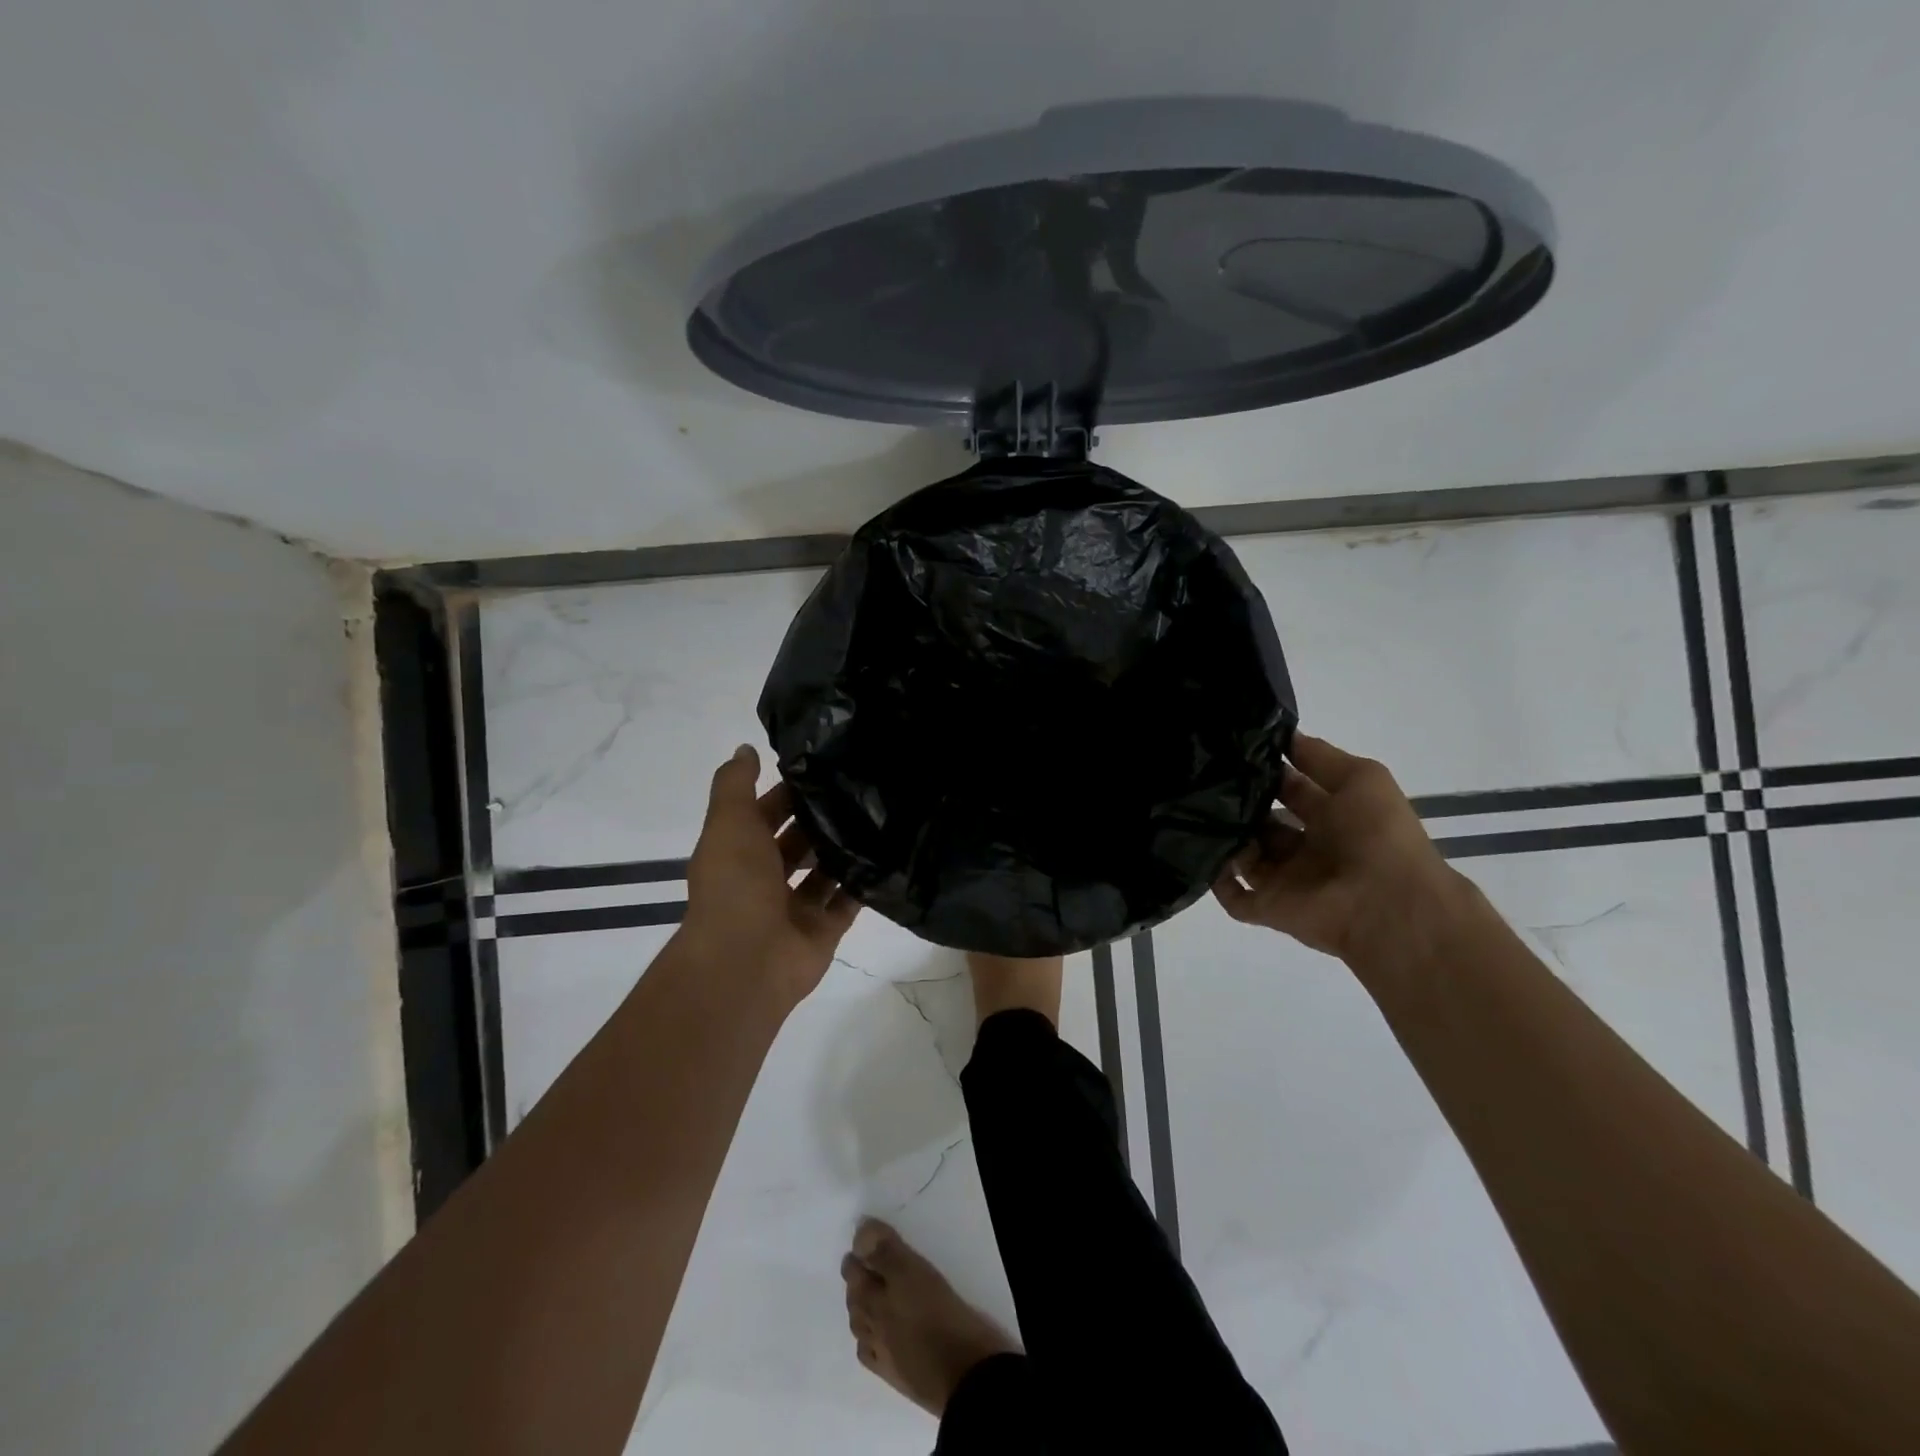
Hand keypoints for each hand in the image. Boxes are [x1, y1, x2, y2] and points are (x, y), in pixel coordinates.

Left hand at [680, 745, 858, 1005]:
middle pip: (798, 842)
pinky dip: (863, 883)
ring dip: (844, 849)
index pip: (766, 814)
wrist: (746, 961)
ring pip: (824, 871)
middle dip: (822, 819)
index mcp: (739, 852)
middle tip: (863, 787)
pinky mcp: (823, 930)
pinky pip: (847, 901)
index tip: (826, 767)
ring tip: (882, 815)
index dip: (789, 791)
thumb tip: (745, 748)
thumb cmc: (735, 884)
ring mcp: (794, 907)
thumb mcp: (728, 822)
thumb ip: (735, 784)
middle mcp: (765, 879)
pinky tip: (889, 854)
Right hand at [1212, 732, 1467, 972]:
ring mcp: (1286, 879)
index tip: (1233, 751)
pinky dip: (1216, 879)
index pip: (1291, 789)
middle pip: (1263, 821)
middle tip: (1204, 778)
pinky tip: (1199, 852)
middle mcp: (1307, 847)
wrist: (1385, 904)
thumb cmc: (1377, 835)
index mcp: (1333, 818)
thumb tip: (1281, 735)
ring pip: (1243, 854)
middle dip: (1239, 802)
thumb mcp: (1361, 777)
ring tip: (1194, 809)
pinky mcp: (1268, 907)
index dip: (1268, 771)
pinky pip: (1233, 896)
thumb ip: (1319, 756)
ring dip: (1223, 836)